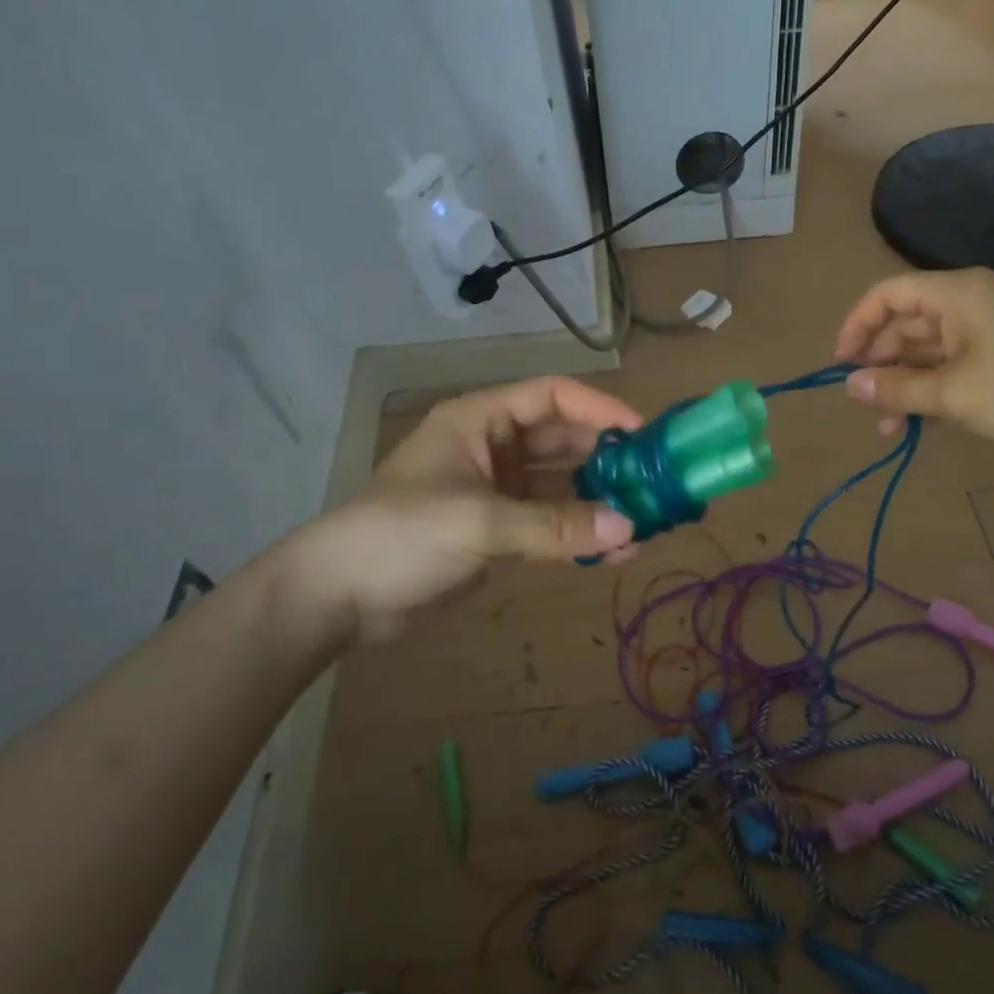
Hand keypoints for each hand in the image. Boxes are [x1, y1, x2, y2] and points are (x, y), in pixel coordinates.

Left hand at [278, 376, 642, 649]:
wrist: (338, 597)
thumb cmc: (401, 535)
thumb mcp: (479, 523)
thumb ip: (555, 526)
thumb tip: (630, 529)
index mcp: (481, 421)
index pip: (552, 396)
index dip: (599, 409)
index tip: (643, 433)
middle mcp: (493, 449)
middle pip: (563, 441)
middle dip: (607, 459)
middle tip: (654, 481)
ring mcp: (497, 492)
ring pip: (561, 486)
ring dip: (598, 502)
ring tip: (645, 521)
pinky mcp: (498, 533)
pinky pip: (550, 525)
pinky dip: (579, 535)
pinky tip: (616, 552)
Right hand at [833, 269, 993, 449]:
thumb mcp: (953, 394)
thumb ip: (897, 389)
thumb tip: (850, 386)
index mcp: (955, 294)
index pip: (887, 295)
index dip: (857, 325)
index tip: (841, 365)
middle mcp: (967, 302)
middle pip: (904, 323)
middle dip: (879, 364)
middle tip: (865, 403)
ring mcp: (985, 329)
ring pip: (926, 350)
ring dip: (903, 384)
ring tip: (889, 427)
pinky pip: (950, 364)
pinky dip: (930, 389)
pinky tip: (919, 424)